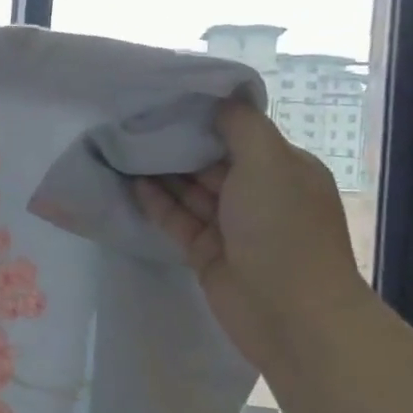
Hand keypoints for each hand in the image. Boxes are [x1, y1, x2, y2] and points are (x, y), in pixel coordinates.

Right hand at [132, 98, 374, 372]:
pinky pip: (177, 220)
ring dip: (162, 172)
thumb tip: (218, 99)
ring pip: (190, 191)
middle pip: (210, 161)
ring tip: (123, 149)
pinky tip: (132, 184)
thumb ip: (241, 127)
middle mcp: (257, 194)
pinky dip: (157, 203)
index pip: (240, 134)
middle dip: (178, 144)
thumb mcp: (269, 164)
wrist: (289, 313)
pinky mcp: (205, 252)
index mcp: (282, 169)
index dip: (205, 118)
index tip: (165, 100)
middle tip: (133, 123)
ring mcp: (230, 225)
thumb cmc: (283, 230)